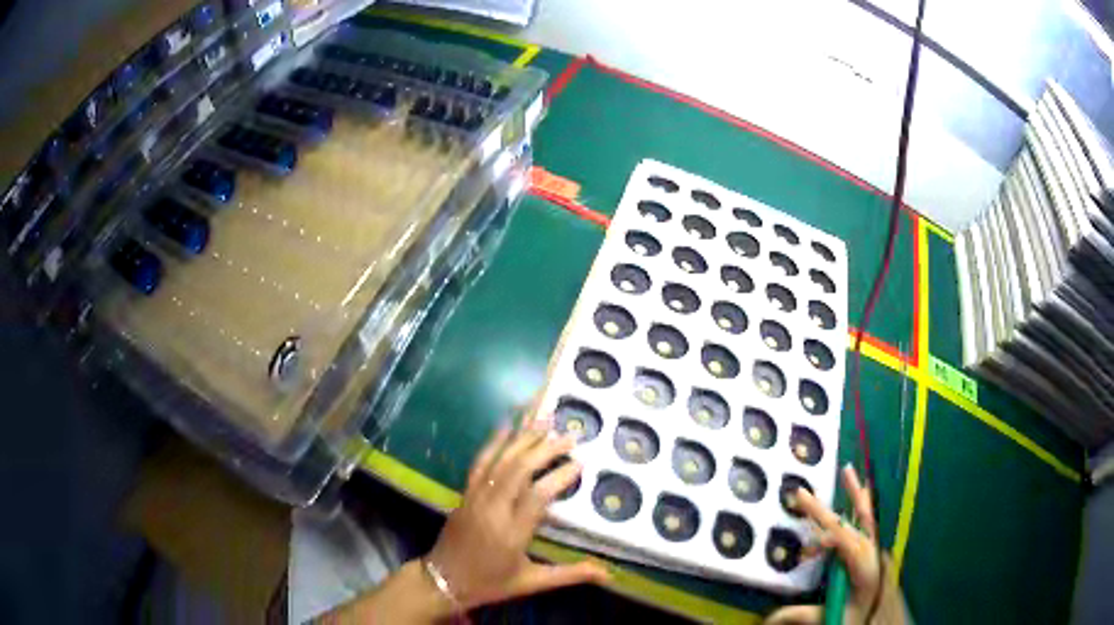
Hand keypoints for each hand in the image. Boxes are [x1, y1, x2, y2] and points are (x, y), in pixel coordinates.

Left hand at [427, 417, 609, 610]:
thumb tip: (608, 573)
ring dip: (523, 439)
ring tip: (545, 421)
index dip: (560, 476)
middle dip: (545, 449)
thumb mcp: (532, 583)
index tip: (581, 463)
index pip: (539, 496)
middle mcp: (493, 509)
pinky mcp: (465, 493)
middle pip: (519, 470)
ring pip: (500, 461)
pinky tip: (505, 427)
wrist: (441, 581)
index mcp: (512, 533)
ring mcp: (475, 498)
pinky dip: (493, 442)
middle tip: (570, 437)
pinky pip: (480, 463)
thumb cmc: (490, 584)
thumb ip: (570, 574)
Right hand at [765, 465, 906, 624]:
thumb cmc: (863, 618)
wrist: (887, 622)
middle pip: (847, 525)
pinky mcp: (874, 553)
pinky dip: (865, 506)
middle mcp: (871, 552)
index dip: (825, 540)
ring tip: (848, 472)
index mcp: (865, 565)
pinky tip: (864, 493)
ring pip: (865, 518)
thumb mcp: (835, 618)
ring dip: (854, 496)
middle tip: (802, 495)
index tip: (806, 553)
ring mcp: (874, 550)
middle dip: (823, 512)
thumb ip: (804, 615)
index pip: (845, 543)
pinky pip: (870, 524)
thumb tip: (769, 617)